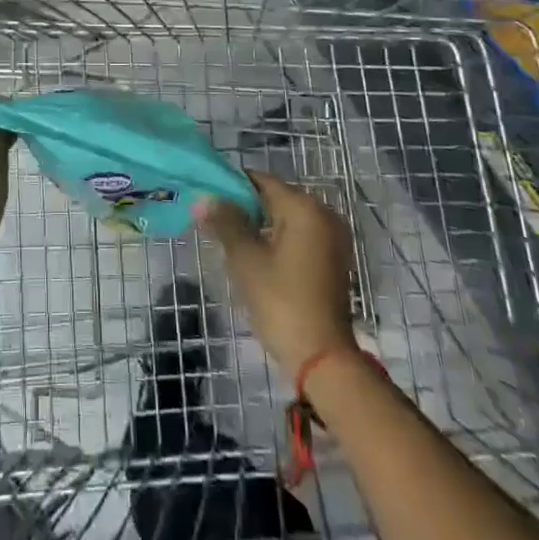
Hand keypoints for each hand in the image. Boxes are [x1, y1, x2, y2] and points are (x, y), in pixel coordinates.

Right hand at [198, 170, 358, 381]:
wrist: (323, 359)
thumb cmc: (281, 302)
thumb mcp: (246, 259)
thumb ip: (225, 222)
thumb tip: (204, 197)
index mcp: (304, 207)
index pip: (261, 180)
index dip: (231, 186)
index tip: (207, 200)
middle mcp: (324, 214)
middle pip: (275, 197)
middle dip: (245, 207)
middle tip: (216, 225)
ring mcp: (333, 238)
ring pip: (287, 218)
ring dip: (260, 225)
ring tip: (232, 243)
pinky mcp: (334, 260)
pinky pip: (300, 236)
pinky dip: (278, 240)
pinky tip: (258, 259)